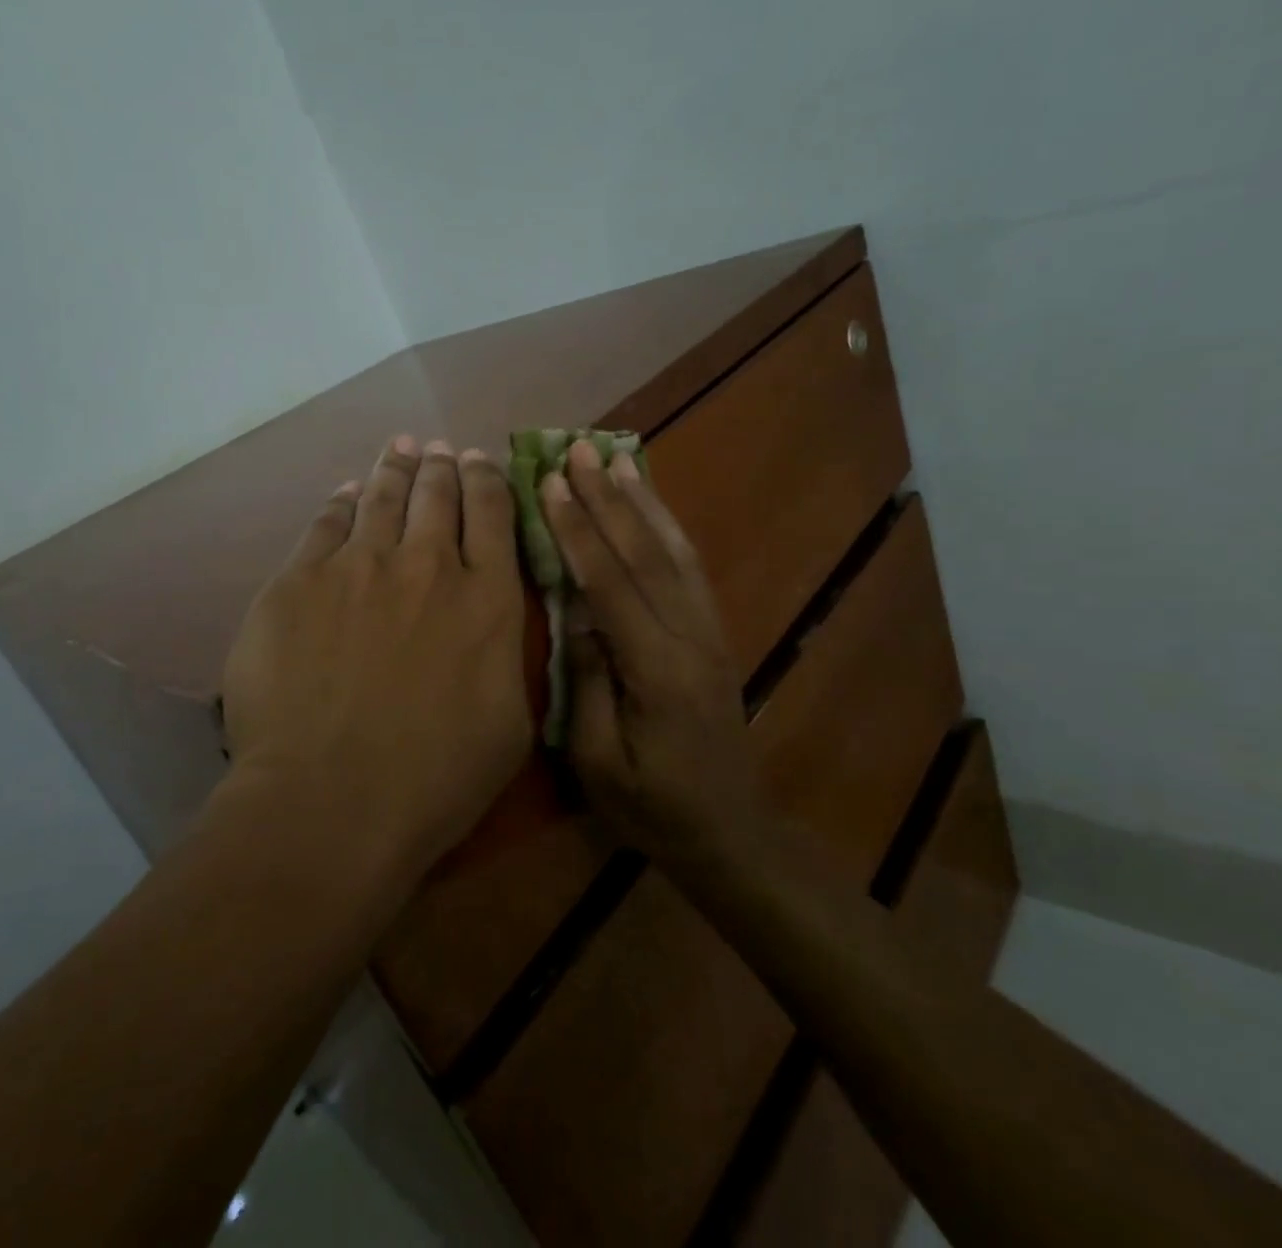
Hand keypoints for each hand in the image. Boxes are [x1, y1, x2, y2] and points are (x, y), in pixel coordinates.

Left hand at [221, 437, 530, 885]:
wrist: (331, 802)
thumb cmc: (434, 779)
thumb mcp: (510, 724)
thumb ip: (508, 655)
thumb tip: (497, 616)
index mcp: (487, 598)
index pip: (493, 513)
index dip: (487, 479)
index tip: (480, 461)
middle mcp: (428, 565)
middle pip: (437, 494)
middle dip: (442, 466)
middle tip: (439, 449)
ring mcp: (359, 567)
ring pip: (382, 497)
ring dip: (395, 468)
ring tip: (400, 449)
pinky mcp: (299, 581)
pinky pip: (325, 524)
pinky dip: (340, 503)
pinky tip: (345, 494)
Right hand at [538, 440, 753, 861]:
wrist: (731, 832)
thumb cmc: (653, 807)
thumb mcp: (600, 760)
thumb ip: (585, 682)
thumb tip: (575, 613)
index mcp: (656, 669)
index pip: (610, 584)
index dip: (578, 530)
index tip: (550, 484)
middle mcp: (689, 637)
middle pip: (645, 553)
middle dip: (608, 498)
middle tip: (579, 450)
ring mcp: (709, 632)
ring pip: (675, 551)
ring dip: (644, 501)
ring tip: (618, 458)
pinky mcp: (715, 634)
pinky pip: (691, 569)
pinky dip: (670, 528)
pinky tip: (653, 505)